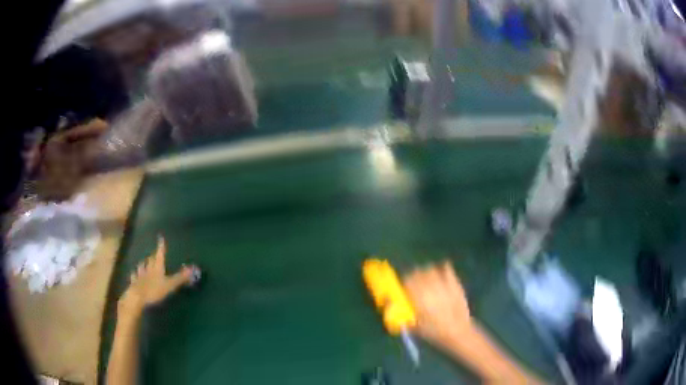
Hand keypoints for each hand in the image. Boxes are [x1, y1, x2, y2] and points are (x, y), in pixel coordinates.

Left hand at [118, 236, 192, 316]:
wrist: (137, 297)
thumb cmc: (154, 290)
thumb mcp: (170, 285)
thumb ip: (180, 277)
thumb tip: (193, 268)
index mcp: (157, 267)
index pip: (159, 254)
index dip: (161, 246)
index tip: (160, 238)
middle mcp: (148, 268)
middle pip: (150, 259)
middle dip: (153, 256)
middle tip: (154, 253)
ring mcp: (140, 275)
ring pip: (142, 266)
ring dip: (143, 263)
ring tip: (144, 261)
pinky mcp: (134, 282)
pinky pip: (134, 275)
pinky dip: (135, 273)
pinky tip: (134, 273)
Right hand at [403, 261, 471, 344]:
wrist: (459, 331)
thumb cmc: (435, 332)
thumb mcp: (415, 327)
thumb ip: (402, 316)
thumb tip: (391, 308)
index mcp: (418, 296)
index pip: (406, 282)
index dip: (403, 284)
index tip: (402, 288)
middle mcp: (429, 286)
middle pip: (417, 273)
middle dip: (413, 277)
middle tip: (413, 284)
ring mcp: (443, 283)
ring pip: (430, 269)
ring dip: (425, 272)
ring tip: (425, 279)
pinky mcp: (455, 283)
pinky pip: (447, 269)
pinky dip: (442, 268)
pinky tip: (441, 272)